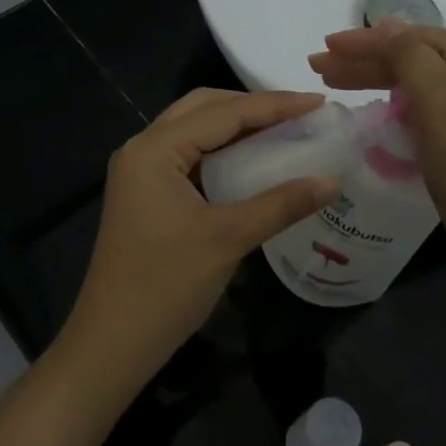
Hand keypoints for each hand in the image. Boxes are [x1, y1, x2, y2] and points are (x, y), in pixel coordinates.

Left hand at [63, 89, 339, 391]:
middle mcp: (143, 149)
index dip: (274, 105)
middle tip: (299, 114)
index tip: (319, 102)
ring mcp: (140, 172)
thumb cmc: (166, 286)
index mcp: (155, 149)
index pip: (223, 113)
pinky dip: (222, 151)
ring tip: (283, 130)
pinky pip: (189, 156)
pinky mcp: (145, 194)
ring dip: (236, 126)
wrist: (112, 344)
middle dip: (252, 107)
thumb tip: (333, 181)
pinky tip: (252, 162)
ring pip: (195, 130)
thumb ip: (281, 204)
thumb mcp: (229, 239)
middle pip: (203, 108)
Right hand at [309, 25, 445, 269]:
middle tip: (318, 66)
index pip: (414, 37)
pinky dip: (392, 100)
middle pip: (413, 56)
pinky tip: (368, 101)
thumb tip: (386, 22)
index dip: (367, 40)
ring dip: (372, 78)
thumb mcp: (437, 100)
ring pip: (414, 80)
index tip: (326, 46)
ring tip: (329, 80)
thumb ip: (409, 54)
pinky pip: (421, 103)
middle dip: (364, 60)